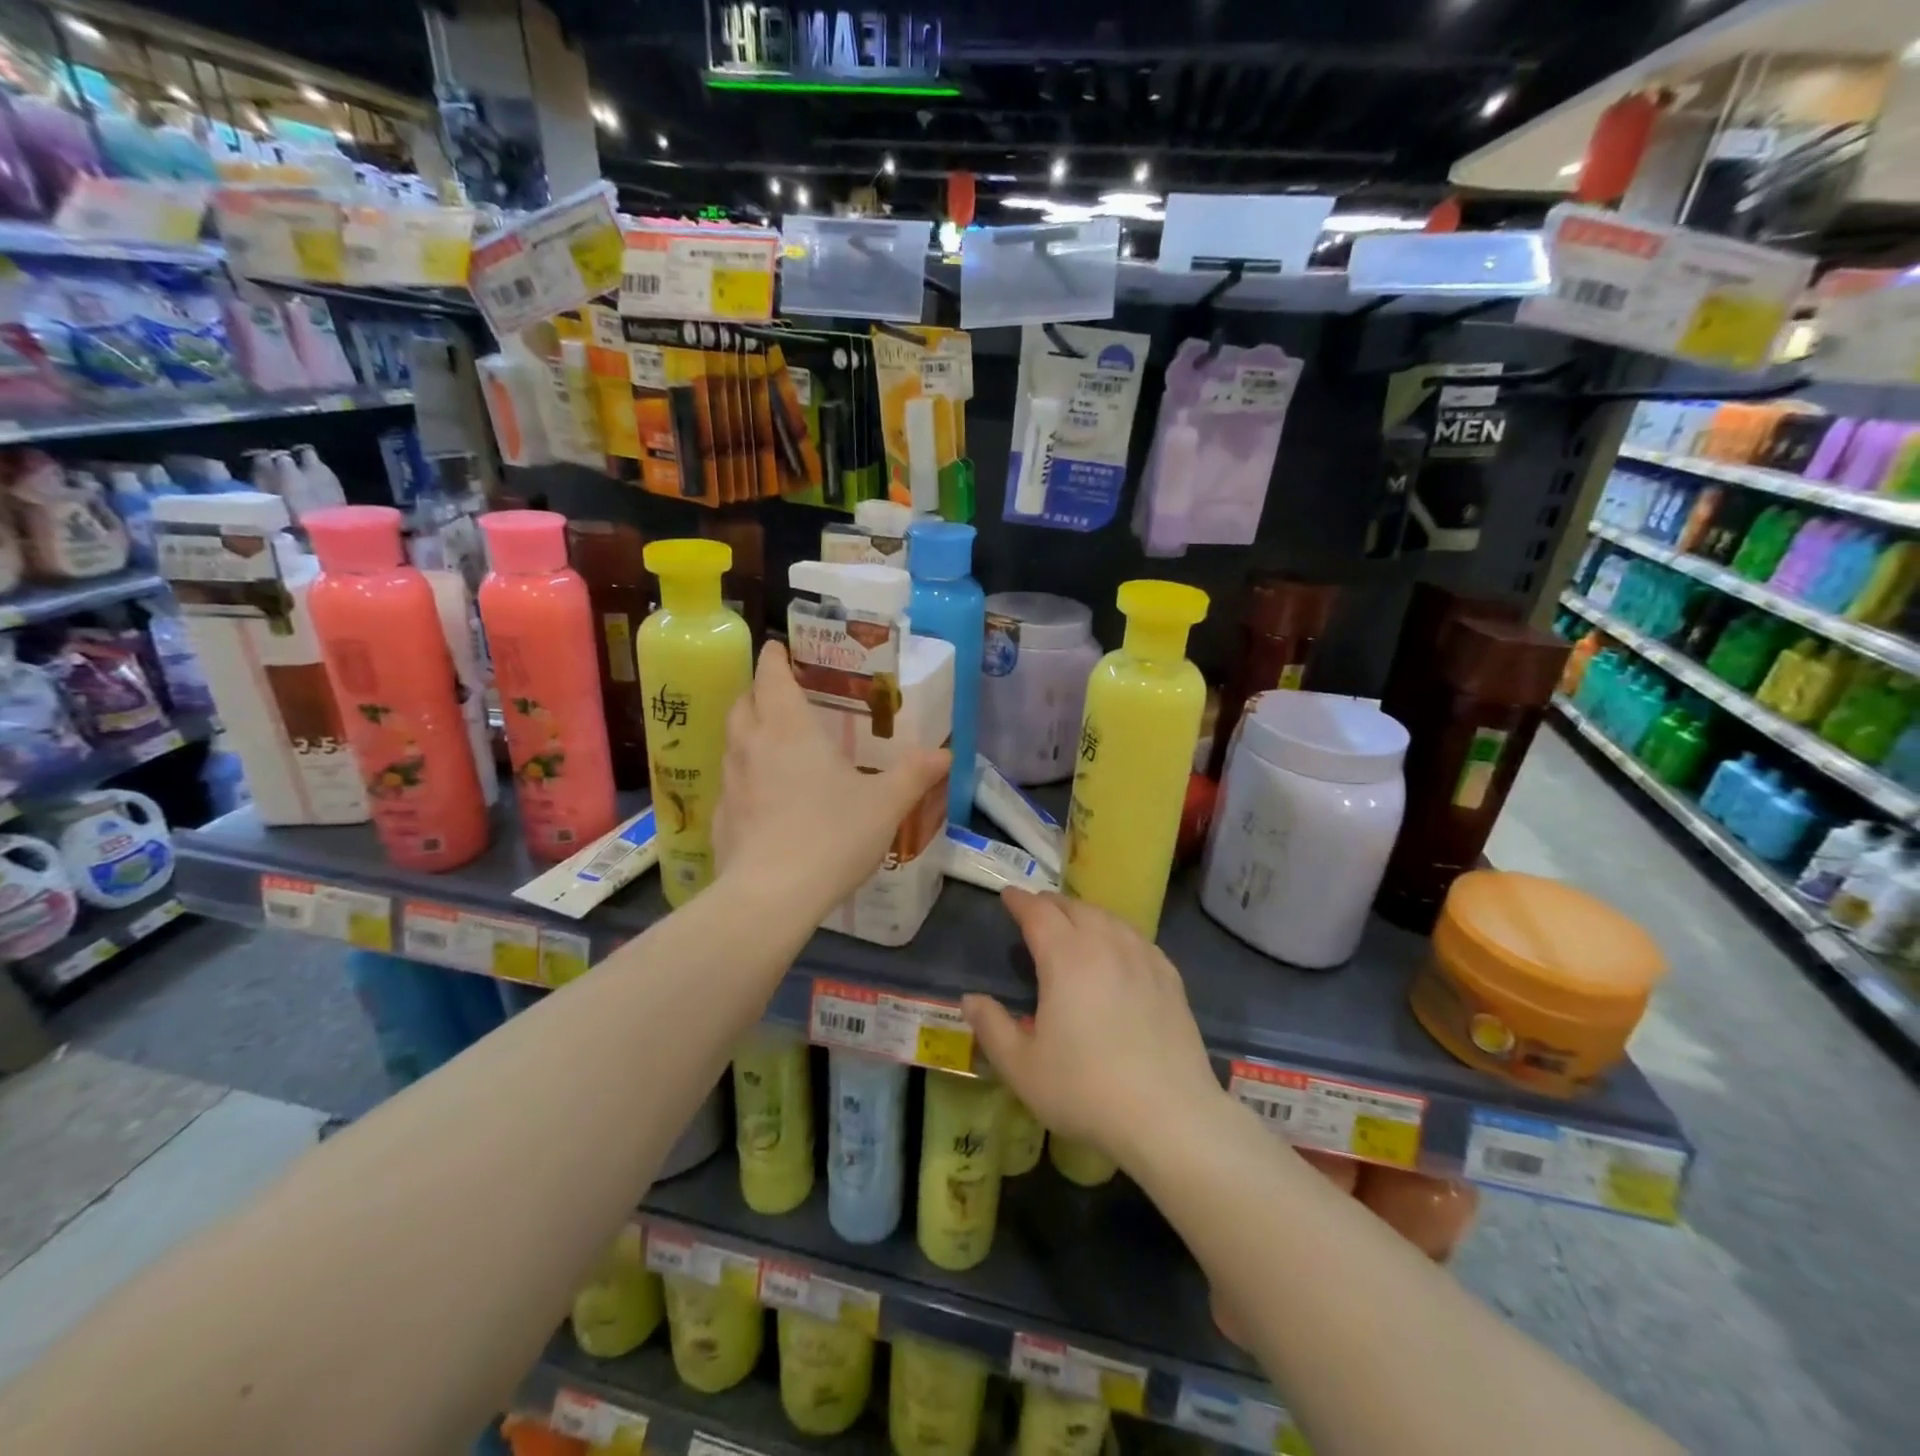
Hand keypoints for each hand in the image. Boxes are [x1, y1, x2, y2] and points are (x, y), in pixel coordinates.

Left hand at [713, 641, 948, 916]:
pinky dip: (744, 775)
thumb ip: (913, 775)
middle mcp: (752, 746)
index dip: (774, 658)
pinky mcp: (721, 818)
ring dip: (748, 731)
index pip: (771, 676)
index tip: (778, 647)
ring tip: (772, 741)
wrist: (772, 896)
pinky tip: (764, 797)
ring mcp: (731, 782)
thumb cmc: (832, 835)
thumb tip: (944, 753)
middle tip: (780, 694)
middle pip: (743, 703)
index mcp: (789, 729)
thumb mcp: (885, 804)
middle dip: (758, 692)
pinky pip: (730, 782)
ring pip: (732, 741)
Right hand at [962, 890, 1225, 1172]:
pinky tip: (1119, 949)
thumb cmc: (1085, 1090)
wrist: (1169, 1117)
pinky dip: (1117, 933)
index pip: (1038, 913)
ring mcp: (1143, 959)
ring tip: (1074, 926)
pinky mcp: (1170, 978)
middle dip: (1051, 904)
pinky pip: (1138, 939)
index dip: (1019, 901)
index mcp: (1065, 957)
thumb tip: (969, 999)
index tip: (1007, 895)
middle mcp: (1105, 945)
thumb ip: (991, 1027)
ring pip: (1109, 919)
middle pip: (1075, 908)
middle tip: (1035, 911)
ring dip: (1085, 915)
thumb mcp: (1022, 1067)